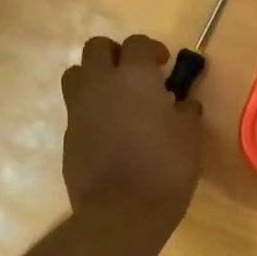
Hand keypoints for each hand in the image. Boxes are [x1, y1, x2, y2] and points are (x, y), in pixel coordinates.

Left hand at [61, 35, 202, 235]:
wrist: (121, 212)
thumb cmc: (165, 168)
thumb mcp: (188, 138)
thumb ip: (185, 112)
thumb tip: (183, 104)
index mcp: (133, 77)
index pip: (137, 44)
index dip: (151, 49)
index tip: (164, 65)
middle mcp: (100, 84)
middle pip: (97, 48)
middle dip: (116, 54)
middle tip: (136, 75)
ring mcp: (78, 110)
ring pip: (76, 74)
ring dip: (95, 78)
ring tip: (116, 99)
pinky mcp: (68, 136)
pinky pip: (76, 109)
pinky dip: (91, 111)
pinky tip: (110, 132)